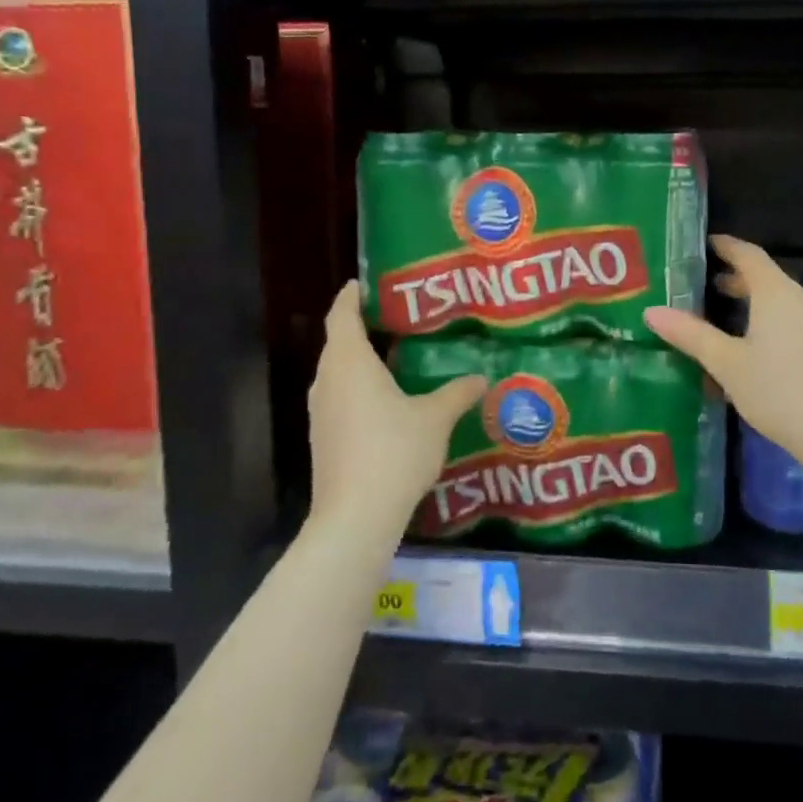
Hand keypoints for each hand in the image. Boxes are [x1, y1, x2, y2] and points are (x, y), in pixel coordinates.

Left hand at [307, 281, 486, 543]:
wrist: (354, 518)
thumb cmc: (393, 453)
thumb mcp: (435, 418)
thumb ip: (457, 393)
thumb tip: (482, 377)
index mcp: (349, 362)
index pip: (342, 314)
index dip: (351, 296)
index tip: (366, 283)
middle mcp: (327, 380)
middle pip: (338, 341)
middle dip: (361, 326)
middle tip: (396, 317)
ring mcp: (320, 411)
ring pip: (337, 372)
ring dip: (359, 360)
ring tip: (394, 355)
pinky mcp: (323, 437)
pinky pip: (339, 397)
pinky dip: (357, 387)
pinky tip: (385, 400)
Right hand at [645, 235, 802, 464]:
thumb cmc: (780, 391)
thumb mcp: (727, 364)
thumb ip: (690, 335)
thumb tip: (651, 311)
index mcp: (777, 293)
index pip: (748, 254)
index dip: (726, 246)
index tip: (705, 244)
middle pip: (766, 278)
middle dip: (736, 279)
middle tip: (705, 287)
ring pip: (783, 301)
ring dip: (755, 303)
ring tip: (726, 318)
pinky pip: (797, 320)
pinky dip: (773, 321)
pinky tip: (759, 348)